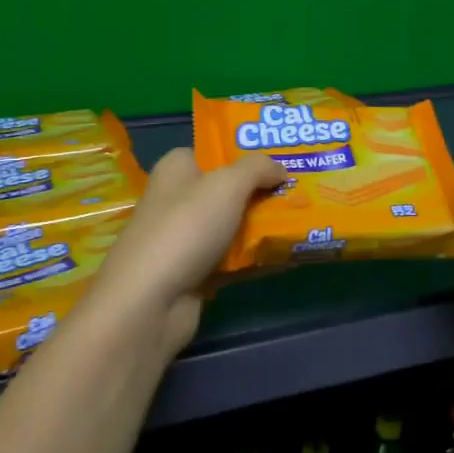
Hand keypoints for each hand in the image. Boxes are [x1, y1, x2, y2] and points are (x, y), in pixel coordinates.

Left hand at [89, 149, 286, 358]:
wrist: (151, 301)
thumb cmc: (186, 227)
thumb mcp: (228, 184)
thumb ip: (258, 168)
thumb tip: (281, 169)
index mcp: (176, 169)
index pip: (210, 151)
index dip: (243, 152)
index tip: (280, 158)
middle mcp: (177, 200)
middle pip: (226, 190)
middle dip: (261, 191)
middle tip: (299, 190)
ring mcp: (184, 239)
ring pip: (232, 225)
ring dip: (261, 226)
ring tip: (301, 220)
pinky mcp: (193, 273)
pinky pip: (232, 259)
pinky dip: (254, 258)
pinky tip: (285, 255)